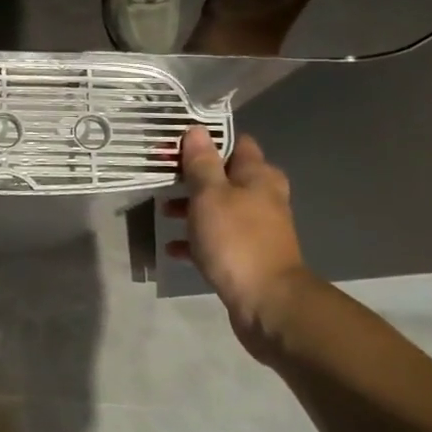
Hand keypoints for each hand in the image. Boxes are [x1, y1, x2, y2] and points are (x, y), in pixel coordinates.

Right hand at [163, 126, 313, 351]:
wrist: (267, 302)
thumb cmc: (236, 239)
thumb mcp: (210, 194)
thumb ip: (201, 163)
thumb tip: (196, 129)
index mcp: (258, 176)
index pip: (235, 143)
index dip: (207, 140)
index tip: (177, 143)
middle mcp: (263, 197)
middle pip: (225, 176)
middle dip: (195, 176)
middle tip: (165, 176)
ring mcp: (258, 228)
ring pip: (220, 207)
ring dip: (193, 207)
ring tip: (163, 211)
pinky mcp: (248, 255)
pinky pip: (218, 239)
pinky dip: (197, 239)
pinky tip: (174, 247)